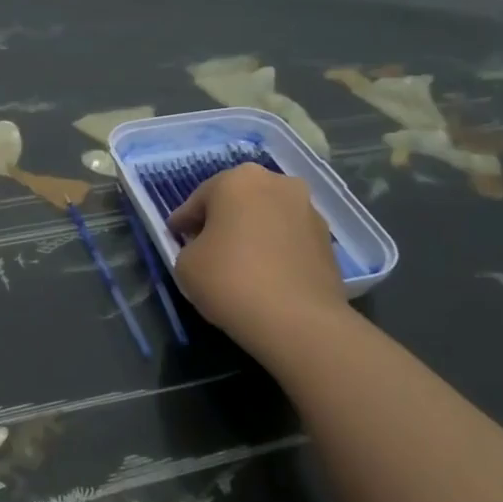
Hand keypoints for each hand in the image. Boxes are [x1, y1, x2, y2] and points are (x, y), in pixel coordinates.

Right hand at [168, 164, 347, 343]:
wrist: (298, 321)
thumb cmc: (230, 280)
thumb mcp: (185, 264)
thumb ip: (189, 246)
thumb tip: (204, 247)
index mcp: (238, 180)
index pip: (199, 199)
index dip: (183, 221)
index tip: (174, 236)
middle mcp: (277, 183)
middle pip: (238, 200)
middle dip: (221, 219)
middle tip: (205, 245)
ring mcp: (308, 210)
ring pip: (267, 217)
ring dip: (251, 232)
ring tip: (238, 262)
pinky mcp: (327, 240)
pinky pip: (288, 238)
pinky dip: (274, 249)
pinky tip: (263, 274)